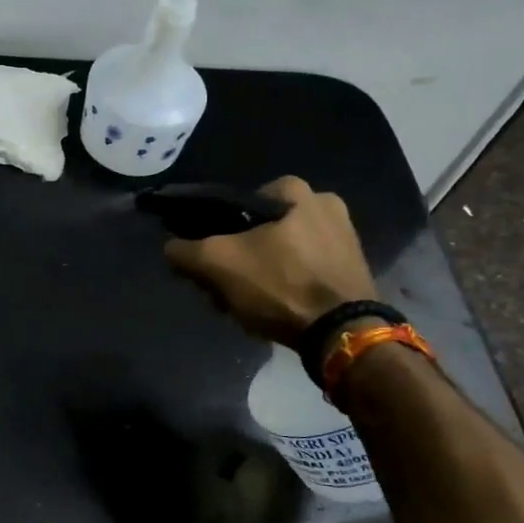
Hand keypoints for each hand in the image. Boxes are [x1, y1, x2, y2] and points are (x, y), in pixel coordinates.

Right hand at [163, 177, 377, 345]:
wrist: (341, 332)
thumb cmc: (279, 285)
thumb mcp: (217, 264)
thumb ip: (185, 251)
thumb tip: (171, 248)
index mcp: (294, 190)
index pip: (235, 206)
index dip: (214, 235)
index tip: (209, 265)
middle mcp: (325, 204)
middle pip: (258, 232)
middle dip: (237, 260)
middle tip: (223, 290)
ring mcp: (344, 237)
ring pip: (280, 253)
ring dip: (258, 276)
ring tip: (246, 306)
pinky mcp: (352, 268)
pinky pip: (303, 271)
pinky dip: (285, 287)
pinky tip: (274, 311)